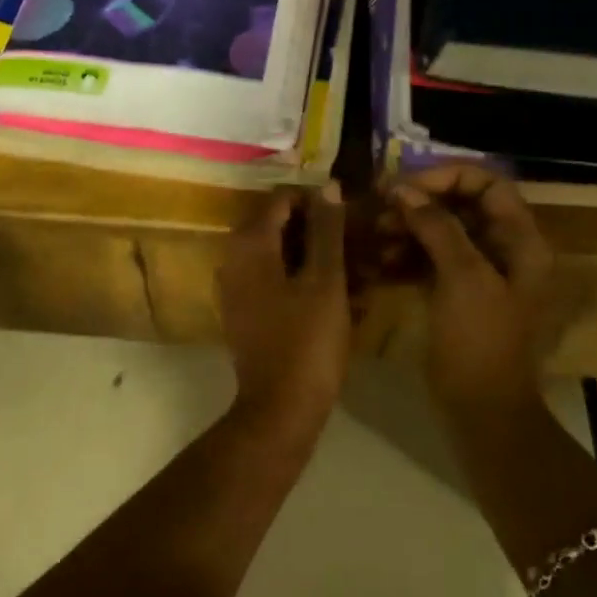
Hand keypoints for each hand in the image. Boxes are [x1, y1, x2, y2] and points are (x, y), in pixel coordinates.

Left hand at [218, 182, 351, 437]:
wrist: (280, 411)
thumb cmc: (306, 341)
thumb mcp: (325, 281)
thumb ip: (327, 230)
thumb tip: (329, 186)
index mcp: (249, 244)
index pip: (282, 200)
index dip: (318, 201)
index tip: (352, 215)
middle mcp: (235, 259)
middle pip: (281, 227)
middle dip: (322, 232)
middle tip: (360, 243)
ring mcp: (238, 288)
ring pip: (283, 256)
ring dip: (319, 259)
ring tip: (360, 272)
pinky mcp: (248, 313)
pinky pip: (279, 282)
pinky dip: (307, 282)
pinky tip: (344, 297)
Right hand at [386, 168, 552, 413]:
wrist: (482, 413)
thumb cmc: (480, 342)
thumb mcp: (462, 278)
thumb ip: (436, 226)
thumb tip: (403, 190)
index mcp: (521, 241)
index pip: (488, 183)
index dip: (446, 176)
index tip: (404, 186)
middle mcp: (505, 250)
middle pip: (462, 205)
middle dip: (420, 201)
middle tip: (379, 206)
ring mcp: (480, 273)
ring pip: (442, 231)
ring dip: (408, 227)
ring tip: (374, 234)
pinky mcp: (457, 294)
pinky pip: (431, 259)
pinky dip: (406, 254)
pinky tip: (378, 260)